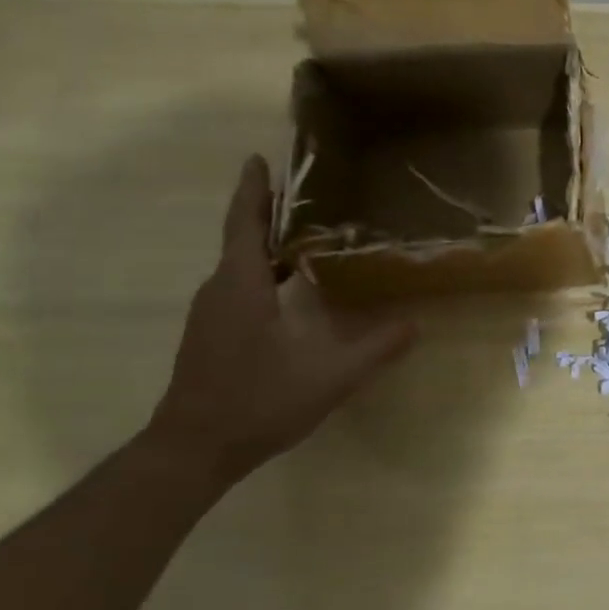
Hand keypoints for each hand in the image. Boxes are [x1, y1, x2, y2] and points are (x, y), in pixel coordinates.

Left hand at [148, 156, 417, 480]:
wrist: (193, 450)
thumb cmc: (258, 402)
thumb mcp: (329, 376)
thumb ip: (375, 348)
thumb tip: (415, 324)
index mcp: (242, 287)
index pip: (245, 225)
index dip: (253, 190)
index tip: (258, 158)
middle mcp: (220, 292)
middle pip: (241, 239)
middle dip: (267, 211)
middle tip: (304, 193)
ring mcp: (211, 315)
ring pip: (239, 265)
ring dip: (266, 243)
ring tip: (305, 233)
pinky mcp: (211, 334)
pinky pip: (238, 286)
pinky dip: (263, 272)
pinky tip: (291, 286)